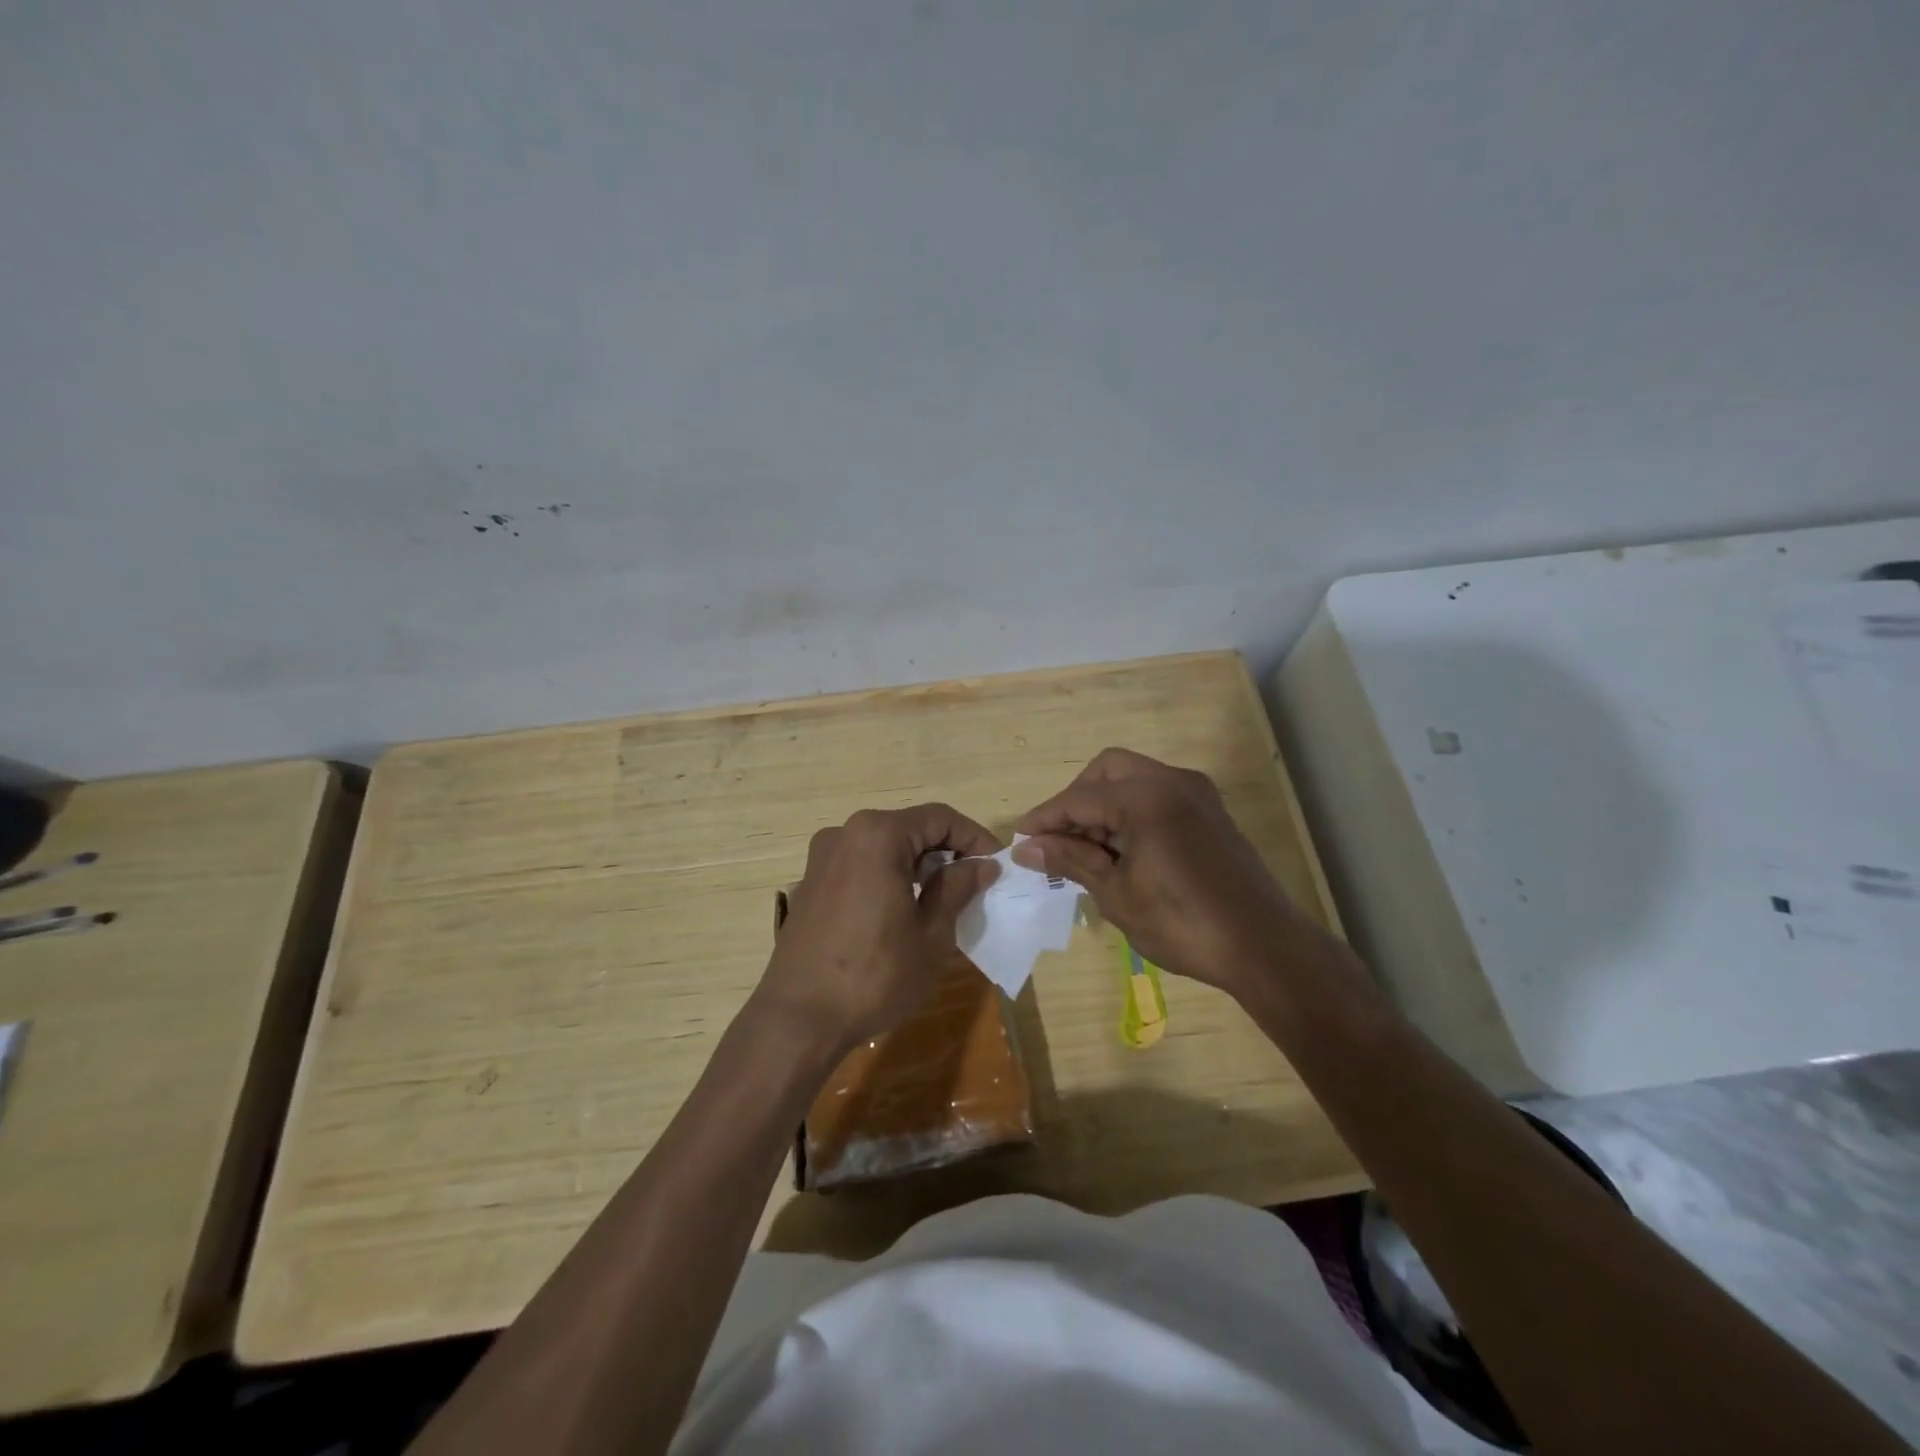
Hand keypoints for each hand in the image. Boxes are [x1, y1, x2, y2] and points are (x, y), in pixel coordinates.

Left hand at [755, 804, 1001, 1057]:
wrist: (797, 1020)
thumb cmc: (874, 975)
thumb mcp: (931, 934)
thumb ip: (958, 888)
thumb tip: (982, 865)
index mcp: (877, 835)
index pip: (940, 818)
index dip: (975, 838)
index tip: (998, 865)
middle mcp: (845, 834)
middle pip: (910, 829)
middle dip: (947, 852)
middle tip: (976, 884)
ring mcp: (822, 859)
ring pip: (884, 847)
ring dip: (918, 866)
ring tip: (945, 900)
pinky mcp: (810, 884)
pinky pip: (861, 866)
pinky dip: (889, 877)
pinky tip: (904, 912)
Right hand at [1013, 748, 1318, 999]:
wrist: (1264, 946)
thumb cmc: (1183, 923)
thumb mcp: (1117, 894)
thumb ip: (1071, 860)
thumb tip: (1027, 848)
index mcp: (1146, 797)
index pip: (1079, 798)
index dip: (1045, 818)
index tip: (1021, 840)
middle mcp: (1172, 781)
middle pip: (1107, 770)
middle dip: (1076, 799)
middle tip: (1058, 839)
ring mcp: (1196, 794)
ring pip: (1134, 778)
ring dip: (1104, 805)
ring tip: (1086, 850)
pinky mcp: (1210, 812)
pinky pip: (1157, 795)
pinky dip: (1131, 811)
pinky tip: (1120, 850)